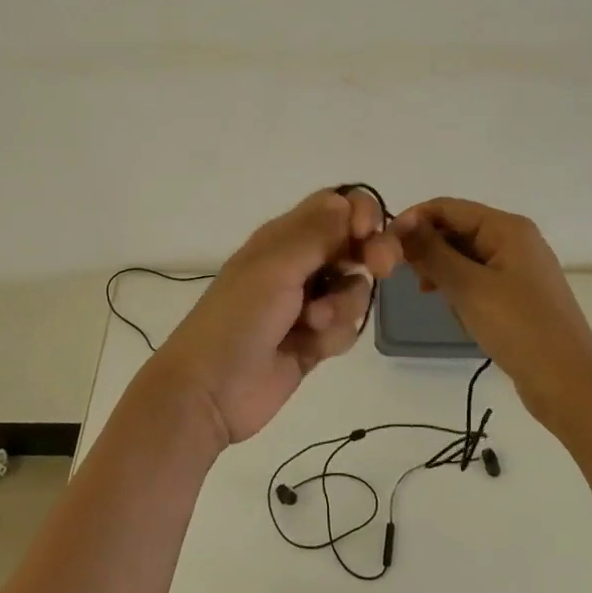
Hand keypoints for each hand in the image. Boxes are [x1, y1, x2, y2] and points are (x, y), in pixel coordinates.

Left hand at [145, 187, 403, 445]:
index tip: (369, 232)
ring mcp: (308, 304)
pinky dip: (336, 335)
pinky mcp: (315, 341)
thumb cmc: (239, 318)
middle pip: (353, 244)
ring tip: (314, 323)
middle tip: (380, 267)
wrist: (211, 390)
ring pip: (354, 288)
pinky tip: (312, 348)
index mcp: (283, 237)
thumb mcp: (275, 267)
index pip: (333, 206)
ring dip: (344, 304)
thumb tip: (348, 202)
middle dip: (370, 253)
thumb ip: (317, 234)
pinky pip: (347, 326)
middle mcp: (299, 264)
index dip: (359, 212)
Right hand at [393, 197, 591, 426]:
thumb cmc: (519, 328)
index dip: (413, 221)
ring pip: (464, 257)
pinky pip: (478, 279)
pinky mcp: (519, 295)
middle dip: (430, 251)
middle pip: (456, 229)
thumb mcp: (468, 287)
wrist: (571, 386)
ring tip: (437, 300)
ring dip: (445, 274)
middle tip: (412, 280)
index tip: (385, 248)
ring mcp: (519, 268)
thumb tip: (400, 224)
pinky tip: (460, 314)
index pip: (447, 207)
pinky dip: (462, 291)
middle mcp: (515, 240)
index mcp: (507, 228)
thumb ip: (431, 252)